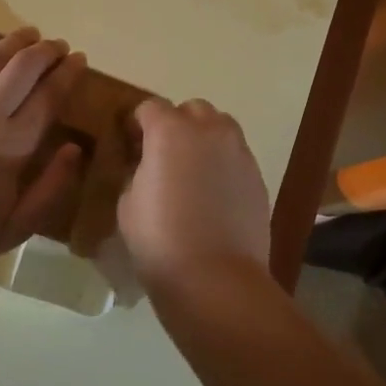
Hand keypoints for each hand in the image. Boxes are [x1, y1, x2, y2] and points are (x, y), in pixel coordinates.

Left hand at [0, 23, 86, 268]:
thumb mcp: (18, 225)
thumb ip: (52, 186)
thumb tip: (75, 148)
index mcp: (14, 144)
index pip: (49, 97)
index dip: (67, 74)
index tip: (79, 59)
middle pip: (23, 69)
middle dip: (45, 52)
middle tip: (58, 45)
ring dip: (14, 42)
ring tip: (30, 32)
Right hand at [118, 98, 271, 295]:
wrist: (215, 277)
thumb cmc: (159, 239)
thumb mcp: (127, 202)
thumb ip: (137, 172)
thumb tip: (146, 166)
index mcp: (169, 131)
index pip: (150, 107)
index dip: (137, 123)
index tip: (130, 142)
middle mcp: (208, 131)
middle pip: (191, 109)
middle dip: (176, 123)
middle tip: (162, 154)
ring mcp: (238, 152)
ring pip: (220, 128)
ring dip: (203, 138)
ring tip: (191, 171)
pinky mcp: (257, 176)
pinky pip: (236, 155)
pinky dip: (222, 163)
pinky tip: (211, 194)